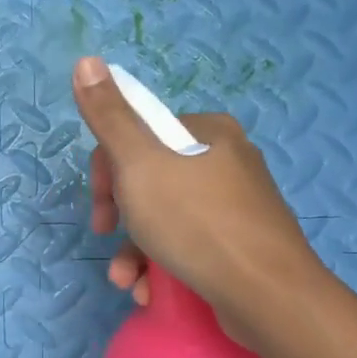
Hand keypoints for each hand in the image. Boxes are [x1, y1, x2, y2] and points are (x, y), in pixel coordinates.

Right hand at [72, 55, 326, 346]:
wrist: (269, 297)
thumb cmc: (197, 223)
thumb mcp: (140, 164)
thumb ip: (110, 116)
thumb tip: (87, 60)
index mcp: (207, 132)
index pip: (139, 134)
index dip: (109, 169)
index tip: (103, 205)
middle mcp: (227, 161)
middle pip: (150, 177)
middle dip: (121, 214)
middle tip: (109, 236)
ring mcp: (238, 206)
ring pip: (167, 217)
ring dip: (136, 249)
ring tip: (127, 280)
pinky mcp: (242, 245)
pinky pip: (190, 245)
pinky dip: (164, 265)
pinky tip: (151, 291)